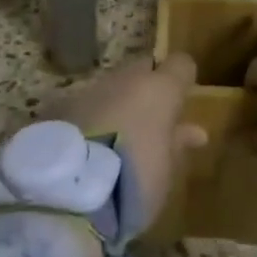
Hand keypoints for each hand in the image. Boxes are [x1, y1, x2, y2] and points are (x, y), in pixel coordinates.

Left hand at [44, 52, 207, 231]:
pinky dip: (90, 117)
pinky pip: (84, 103)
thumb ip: (179, 143)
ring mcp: (91, 89)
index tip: (181, 102)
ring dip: (117, 103)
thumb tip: (195, 132)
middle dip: (147, 88)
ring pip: (111, 86)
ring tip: (115, 136)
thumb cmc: (135, 181)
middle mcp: (125, 79)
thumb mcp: (167, 169)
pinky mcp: (61, 105)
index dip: (182, 80)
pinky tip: (87, 144)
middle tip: (149, 120)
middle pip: (142, 69)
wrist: (71, 193)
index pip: (181, 64)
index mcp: (158, 90)